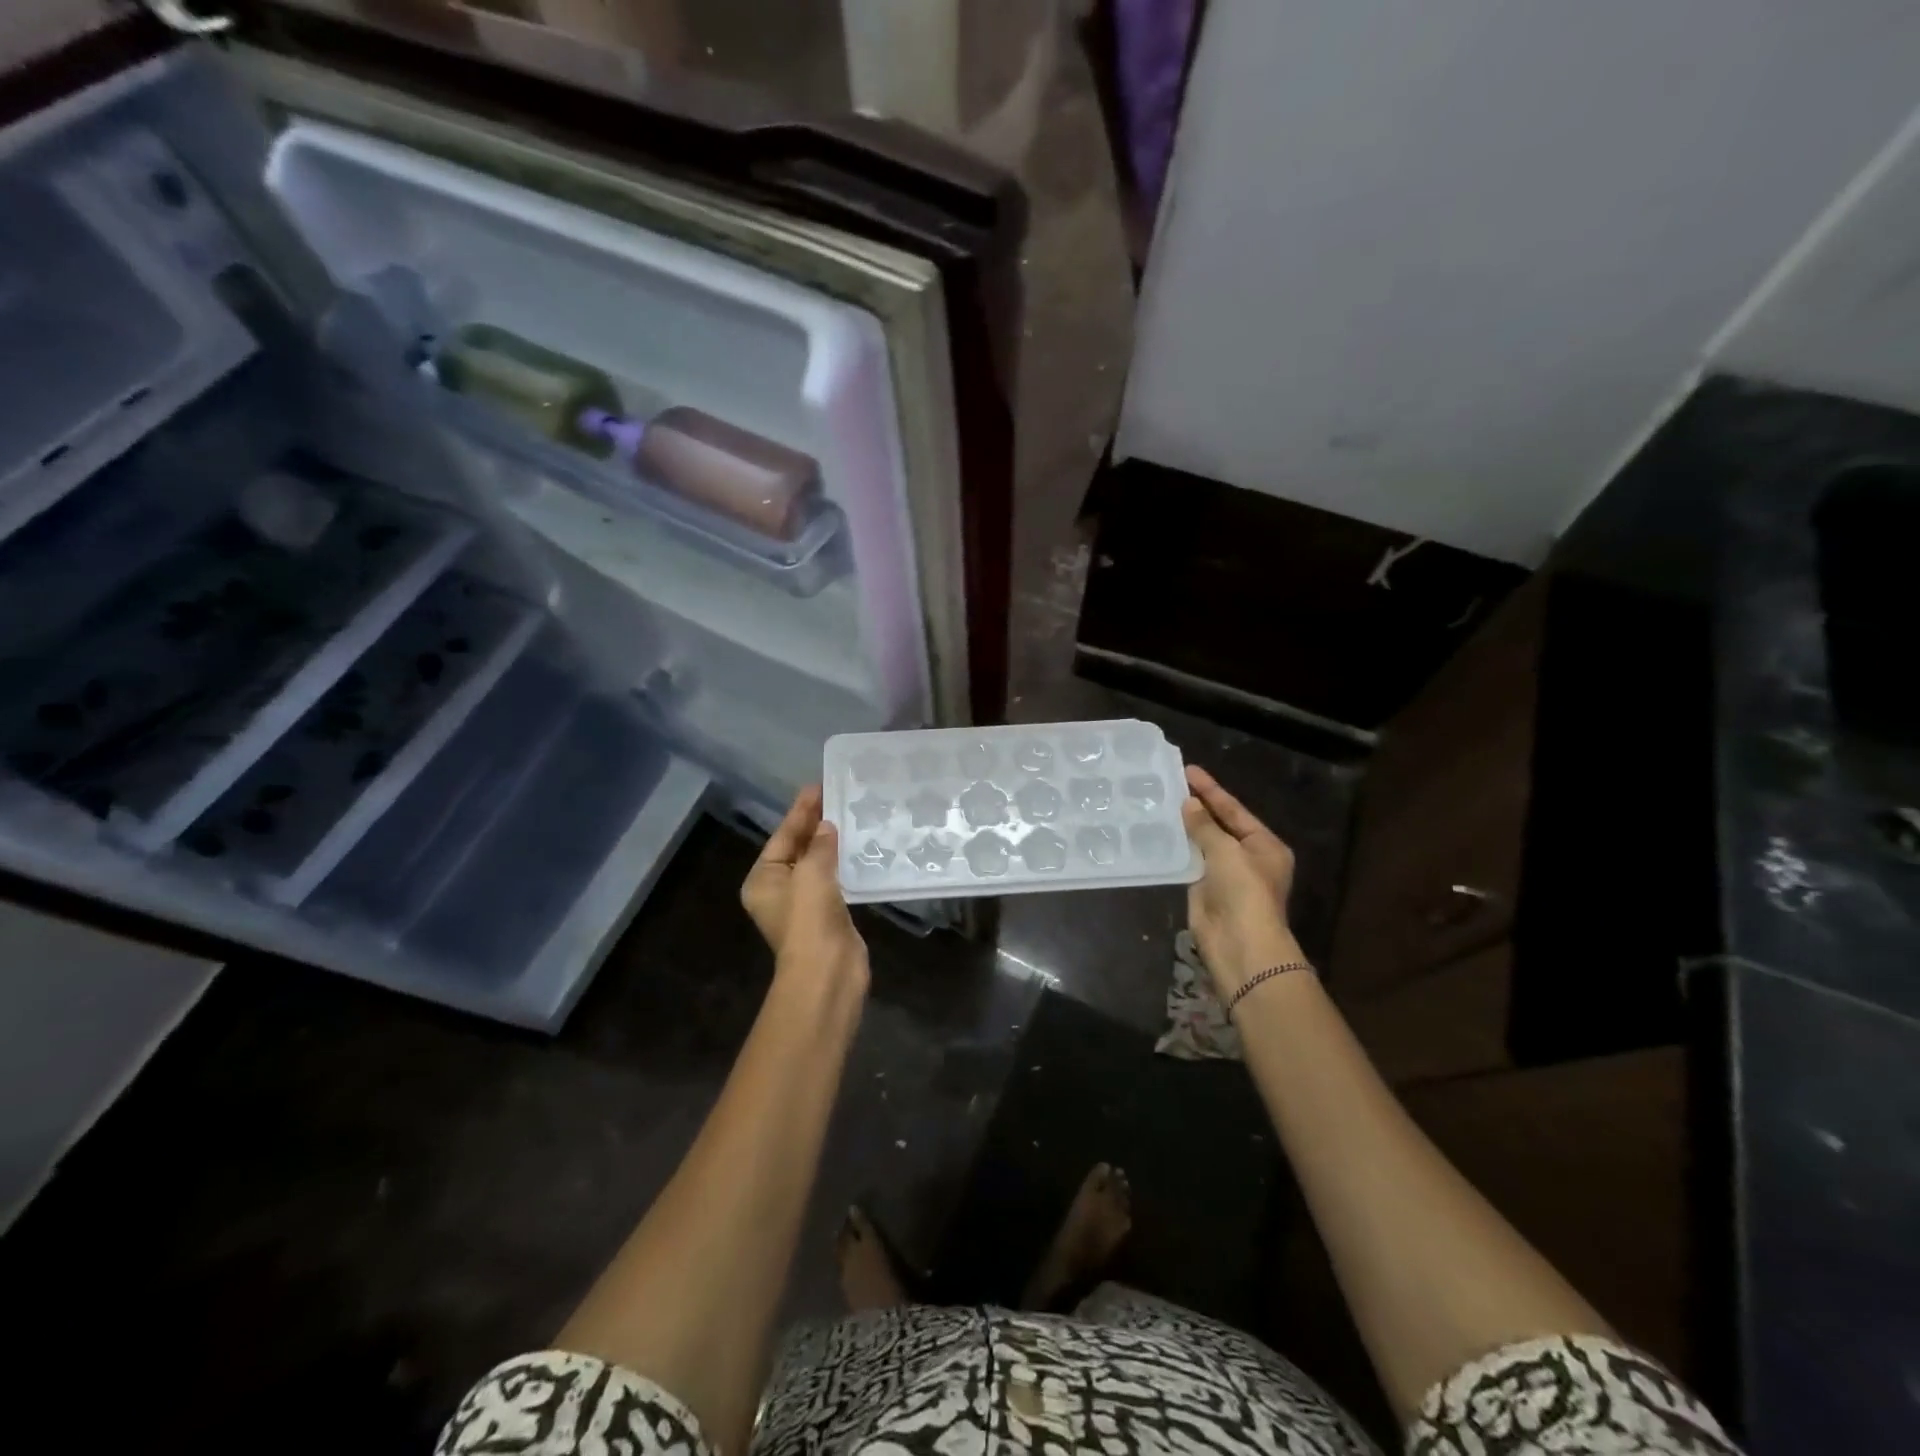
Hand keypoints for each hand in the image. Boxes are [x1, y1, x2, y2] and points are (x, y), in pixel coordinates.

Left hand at [740, 786, 868, 993]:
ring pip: (817, 863)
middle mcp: (779, 888)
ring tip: (851, 814)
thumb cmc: (809, 919)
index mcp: (763, 879)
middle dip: (815, 823)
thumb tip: (827, 826)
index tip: (818, 786)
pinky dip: (843, 861)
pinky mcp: (828, 913)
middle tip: (837, 794)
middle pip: (798, 847)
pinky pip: (834, 878)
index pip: (782, 835)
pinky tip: (859, 846)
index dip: (800, 811)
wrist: (827, 972)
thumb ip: (819, 845)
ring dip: (831, 841)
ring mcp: (804, 903)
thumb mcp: (811, 874)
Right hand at [1181, 765, 1303, 999]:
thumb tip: (1187, 803)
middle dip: (1197, 806)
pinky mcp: (1204, 889)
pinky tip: (1157, 832)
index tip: (1188, 770)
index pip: (1234, 810)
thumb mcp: (1226, 851)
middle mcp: (1247, 857)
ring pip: (1202, 843)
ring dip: (1184, 826)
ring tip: (1159, 803)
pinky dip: (1176, 848)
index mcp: (1265, 845)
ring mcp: (1225, 874)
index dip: (1211, 789)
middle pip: (1219, 824)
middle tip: (1170, 783)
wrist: (1240, 944)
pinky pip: (1189, 862)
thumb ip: (1205, 826)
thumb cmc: (1243, 891)